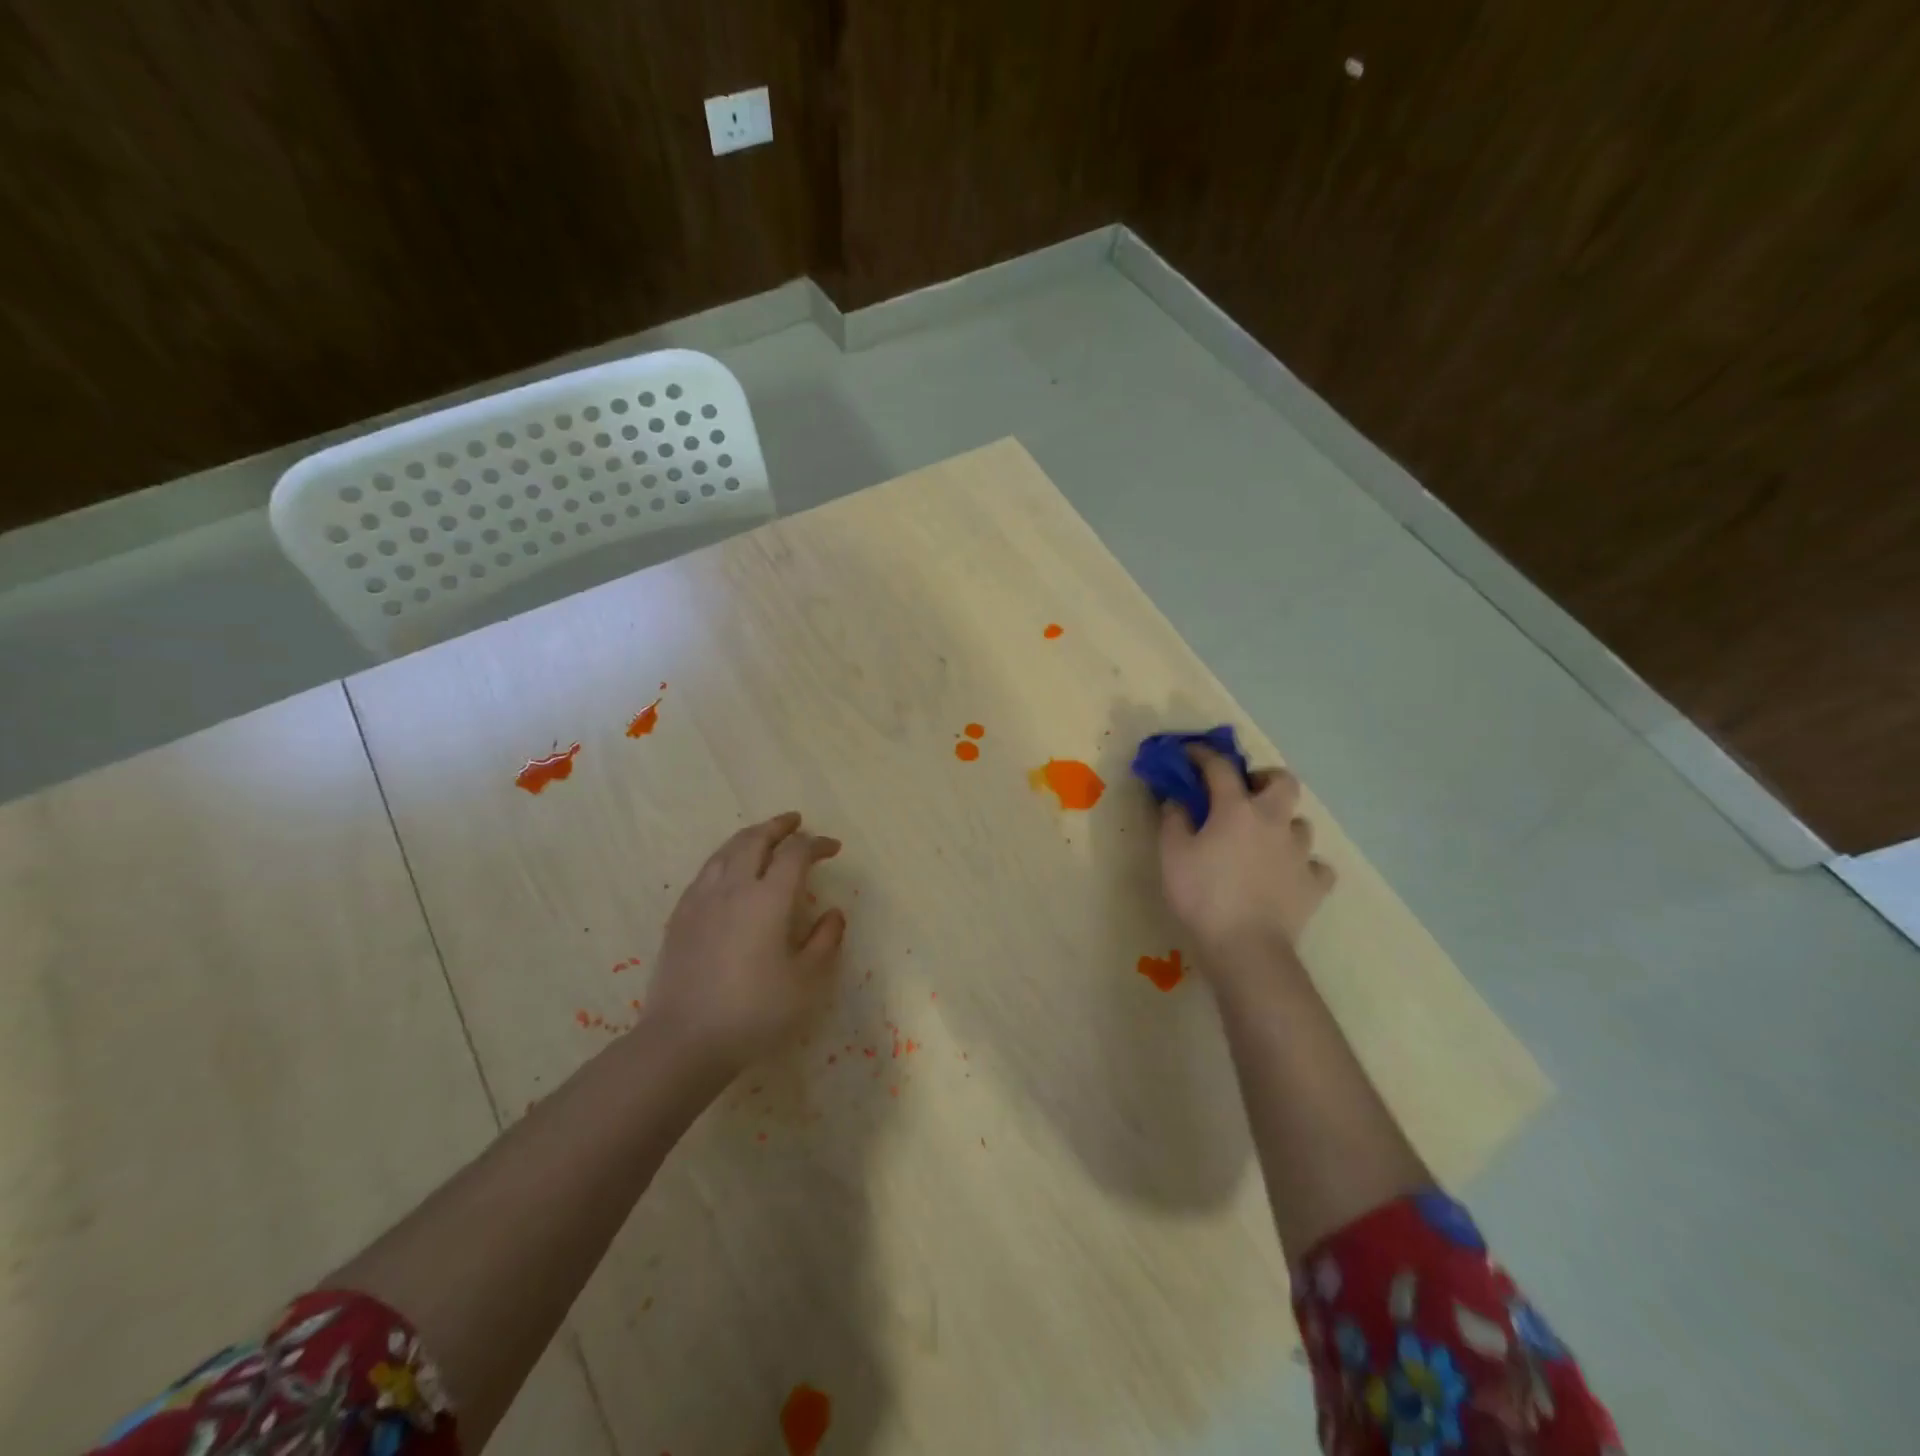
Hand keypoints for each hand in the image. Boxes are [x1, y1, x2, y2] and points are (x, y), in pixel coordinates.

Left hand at [642, 812, 846, 1073]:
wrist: (684, 1041)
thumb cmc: (754, 1012)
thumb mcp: (805, 983)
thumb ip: (825, 942)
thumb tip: (834, 913)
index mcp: (768, 899)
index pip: (796, 854)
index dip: (817, 844)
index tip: (833, 848)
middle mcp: (733, 888)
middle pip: (756, 839)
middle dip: (779, 826)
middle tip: (796, 822)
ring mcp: (701, 900)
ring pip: (726, 850)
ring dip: (750, 836)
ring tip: (763, 836)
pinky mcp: (680, 916)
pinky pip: (706, 871)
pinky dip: (725, 857)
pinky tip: (728, 871)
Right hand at [1157, 749, 1335, 971]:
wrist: (1246, 947)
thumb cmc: (1202, 895)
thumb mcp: (1172, 854)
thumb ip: (1173, 819)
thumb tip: (1177, 799)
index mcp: (1237, 809)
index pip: (1220, 767)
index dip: (1203, 755)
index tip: (1189, 754)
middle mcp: (1274, 821)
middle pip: (1283, 782)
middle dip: (1265, 780)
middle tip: (1245, 794)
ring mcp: (1299, 852)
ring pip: (1300, 824)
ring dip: (1282, 825)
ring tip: (1264, 841)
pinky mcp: (1314, 884)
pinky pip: (1315, 865)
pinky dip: (1302, 865)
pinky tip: (1288, 874)